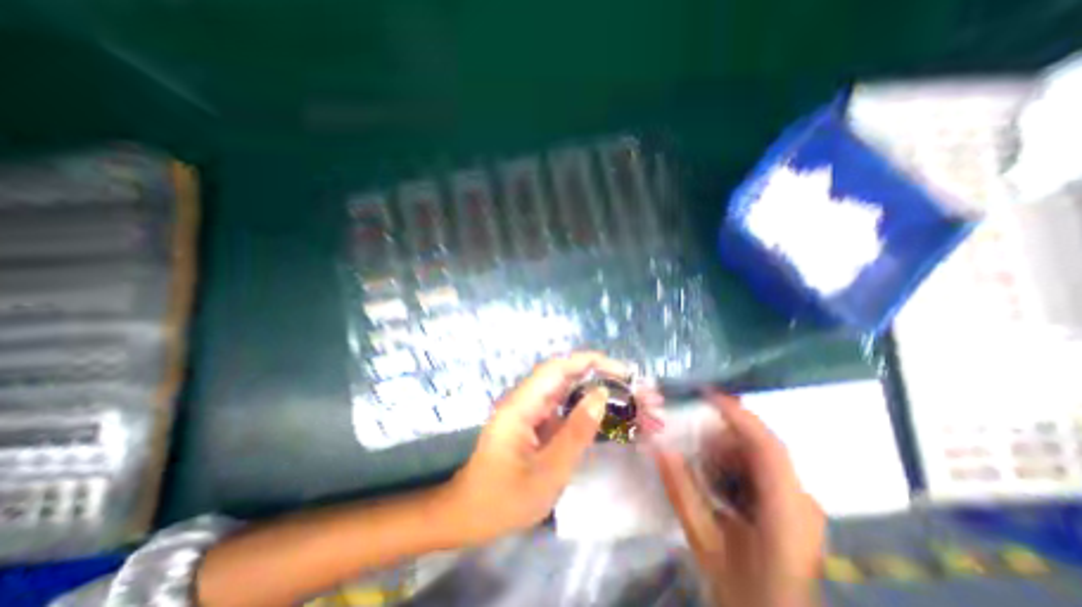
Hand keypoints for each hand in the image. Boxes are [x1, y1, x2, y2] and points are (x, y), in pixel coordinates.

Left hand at [444, 353, 631, 542]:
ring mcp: (531, 411)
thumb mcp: (546, 473)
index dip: (590, 362)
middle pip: (567, 376)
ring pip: (568, 391)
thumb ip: (575, 433)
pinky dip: (588, 410)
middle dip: (602, 378)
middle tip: (636, 392)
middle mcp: (526, 400)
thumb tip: (600, 395)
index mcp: (522, 405)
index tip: (622, 371)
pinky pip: (564, 409)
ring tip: (631, 404)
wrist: (469, 515)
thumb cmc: (503, 499)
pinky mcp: (535, 423)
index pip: (558, 368)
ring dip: (598, 394)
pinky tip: (609, 419)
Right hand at [654, 395, 824, 606]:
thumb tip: (659, 447)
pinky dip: (737, 463)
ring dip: (730, 450)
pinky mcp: (797, 507)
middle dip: (725, 435)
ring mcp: (804, 504)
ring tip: (704, 465)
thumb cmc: (742, 590)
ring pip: (763, 455)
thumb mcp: (704, 542)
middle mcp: (803, 502)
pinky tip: (720, 481)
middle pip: (763, 446)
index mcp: (786, 514)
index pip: (766, 447)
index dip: (737, 414)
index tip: (706, 393)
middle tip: (694, 440)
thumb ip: (681, 492)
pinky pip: (764, 468)